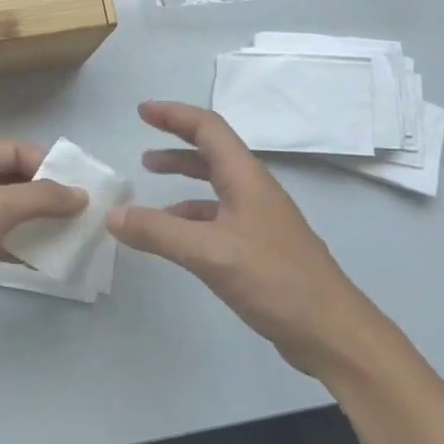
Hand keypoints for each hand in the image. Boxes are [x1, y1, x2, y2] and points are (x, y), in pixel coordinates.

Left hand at [0, 140, 86, 340]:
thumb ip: (41, 198)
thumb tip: (80, 194)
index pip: (17, 151)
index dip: (51, 168)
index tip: (84, 192)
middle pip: (14, 180)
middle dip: (48, 197)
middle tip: (85, 217)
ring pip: (7, 212)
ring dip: (38, 224)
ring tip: (75, 239)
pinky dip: (20, 247)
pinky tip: (48, 262)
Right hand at [107, 101, 391, 378]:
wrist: (331, 332)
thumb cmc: (274, 280)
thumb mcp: (208, 253)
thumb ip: (157, 232)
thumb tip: (112, 215)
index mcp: (247, 180)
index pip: (209, 129)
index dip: (174, 115)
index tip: (141, 111)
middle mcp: (254, 192)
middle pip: (212, 153)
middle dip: (176, 143)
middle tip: (141, 145)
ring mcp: (259, 221)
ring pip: (214, 186)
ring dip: (182, 178)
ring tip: (150, 183)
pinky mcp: (259, 249)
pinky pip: (217, 217)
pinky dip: (189, 215)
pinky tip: (173, 235)